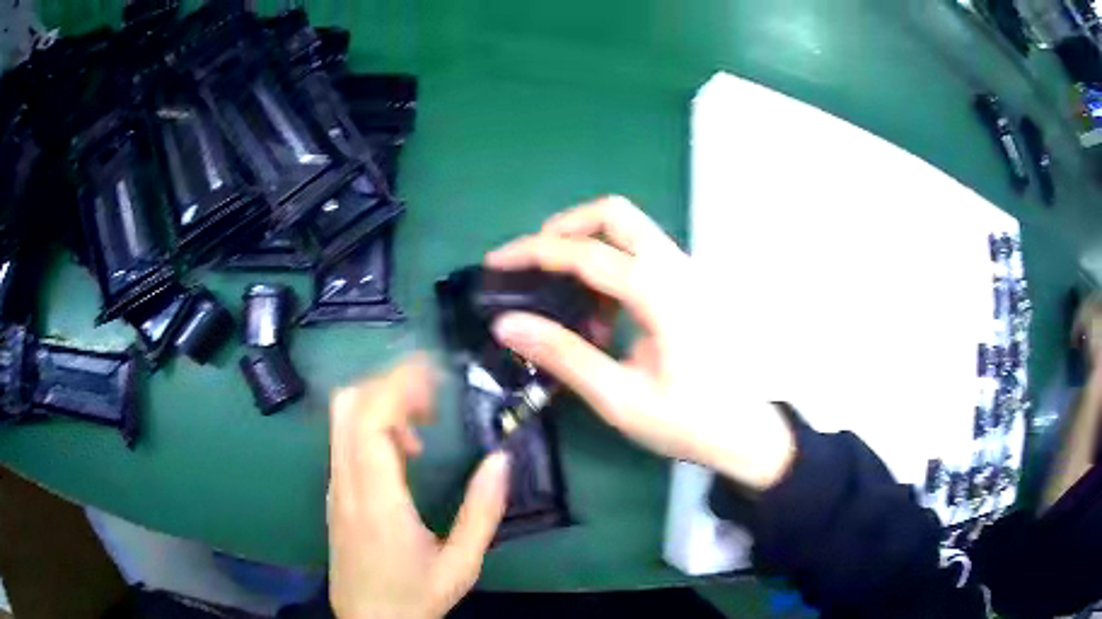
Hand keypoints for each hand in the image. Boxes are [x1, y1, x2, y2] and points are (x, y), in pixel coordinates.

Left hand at [328, 358, 509, 618]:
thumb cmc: (414, 597)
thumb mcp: (461, 565)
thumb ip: (482, 513)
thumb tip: (500, 460)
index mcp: (376, 501)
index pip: (370, 420)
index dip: (399, 385)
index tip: (435, 375)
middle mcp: (346, 484)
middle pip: (348, 405)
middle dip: (389, 382)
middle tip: (433, 394)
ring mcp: (334, 486)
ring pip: (342, 418)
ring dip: (380, 401)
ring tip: (423, 420)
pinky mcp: (335, 492)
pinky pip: (345, 438)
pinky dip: (372, 422)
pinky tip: (404, 448)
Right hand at [485, 196, 794, 490]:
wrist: (747, 432)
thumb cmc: (689, 421)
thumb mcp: (620, 398)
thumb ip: (563, 356)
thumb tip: (506, 324)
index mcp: (661, 295)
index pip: (586, 253)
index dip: (533, 252)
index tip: (495, 263)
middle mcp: (678, 268)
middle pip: (615, 214)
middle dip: (565, 227)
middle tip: (534, 262)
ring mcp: (689, 271)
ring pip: (630, 228)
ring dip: (588, 244)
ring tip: (563, 294)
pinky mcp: (691, 283)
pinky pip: (643, 252)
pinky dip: (610, 263)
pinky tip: (601, 312)